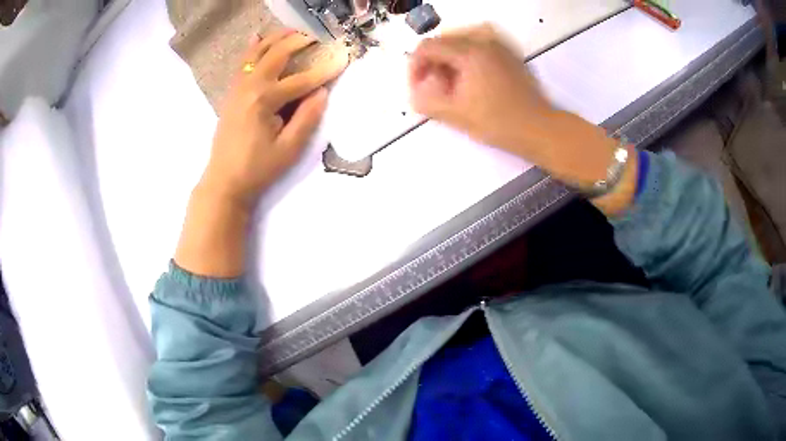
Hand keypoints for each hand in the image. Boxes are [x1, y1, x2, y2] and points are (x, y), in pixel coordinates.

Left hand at [175, 31, 347, 277]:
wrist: (224, 182)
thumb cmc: (257, 169)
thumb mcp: (289, 149)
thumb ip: (307, 118)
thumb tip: (322, 92)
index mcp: (264, 100)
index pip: (301, 80)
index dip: (325, 71)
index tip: (344, 59)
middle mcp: (249, 86)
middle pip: (276, 54)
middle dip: (299, 41)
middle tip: (318, 37)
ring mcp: (237, 88)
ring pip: (257, 53)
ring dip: (276, 38)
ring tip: (294, 31)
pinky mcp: (232, 93)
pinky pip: (242, 63)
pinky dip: (252, 48)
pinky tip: (257, 37)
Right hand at [409, 25, 553, 158]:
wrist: (539, 129)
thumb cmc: (500, 123)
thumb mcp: (457, 115)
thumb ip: (427, 101)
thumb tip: (414, 92)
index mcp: (469, 52)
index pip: (427, 47)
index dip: (416, 67)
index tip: (418, 87)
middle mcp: (484, 41)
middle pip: (443, 40)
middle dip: (433, 62)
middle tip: (436, 86)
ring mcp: (500, 45)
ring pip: (461, 38)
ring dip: (449, 56)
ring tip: (451, 79)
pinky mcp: (510, 52)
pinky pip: (480, 41)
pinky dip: (467, 53)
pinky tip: (470, 72)